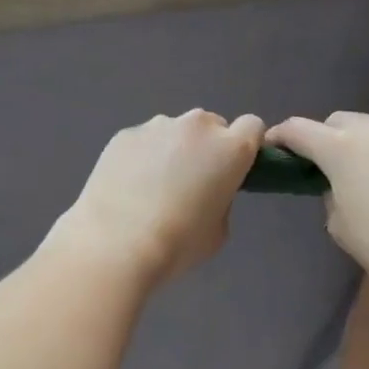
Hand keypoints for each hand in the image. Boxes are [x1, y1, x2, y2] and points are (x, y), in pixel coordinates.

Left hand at [50, 110, 265, 285]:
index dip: (245, 145)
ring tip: (152, 187)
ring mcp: (157, 126)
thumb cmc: (177, 243)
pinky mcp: (125, 134)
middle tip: (190, 182)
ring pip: (175, 131)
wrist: (115, 243)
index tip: (233, 168)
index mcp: (230, 149)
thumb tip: (207, 190)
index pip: (252, 126)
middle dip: (207, 147)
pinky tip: (128, 187)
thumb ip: (221, 199)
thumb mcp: (218, 230)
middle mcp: (197, 127)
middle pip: (211, 125)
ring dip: (172, 149)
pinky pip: (144, 140)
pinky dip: (142, 156)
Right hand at [266, 112, 368, 296]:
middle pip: (335, 122)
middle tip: (320, 169)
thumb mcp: (341, 226)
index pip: (297, 130)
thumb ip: (330, 197)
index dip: (279, 138)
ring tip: (358, 178)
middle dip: (322, 139)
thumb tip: (340, 187)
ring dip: (355, 146)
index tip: (271, 150)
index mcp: (340, 147)